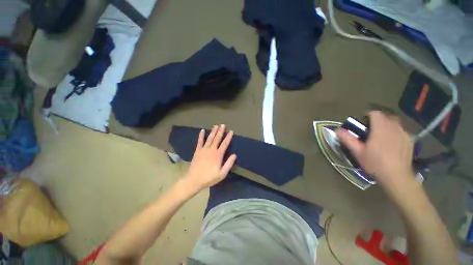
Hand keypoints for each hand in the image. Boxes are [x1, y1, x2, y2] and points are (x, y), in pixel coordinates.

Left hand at [183, 125, 236, 191]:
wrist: (194, 180)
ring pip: (210, 138)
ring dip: (213, 131)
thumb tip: (234, 155)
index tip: (231, 131)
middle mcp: (211, 150)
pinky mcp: (197, 151)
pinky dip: (201, 136)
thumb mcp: (222, 174)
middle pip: (217, 138)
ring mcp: (204, 149)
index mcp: (218, 155)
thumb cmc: (209, 178)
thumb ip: (229, 164)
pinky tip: (202, 130)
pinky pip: (200, 141)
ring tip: (216, 125)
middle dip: (220, 131)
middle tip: (223, 125)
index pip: (225, 144)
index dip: (228, 137)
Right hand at [336, 111, 415, 192]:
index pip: (376, 114)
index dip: (369, 116)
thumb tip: (337, 130)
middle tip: (372, 130)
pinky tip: (393, 142)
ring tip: (382, 136)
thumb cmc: (375, 163)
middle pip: (387, 117)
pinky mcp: (410, 141)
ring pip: (396, 123)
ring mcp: (404, 134)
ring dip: (388, 125)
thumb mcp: (357, 152)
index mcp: (380, 128)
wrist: (397, 177)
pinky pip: (402, 131)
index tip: (364, 123)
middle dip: (379, 120)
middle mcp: (394, 128)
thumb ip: (347, 139)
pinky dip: (396, 132)